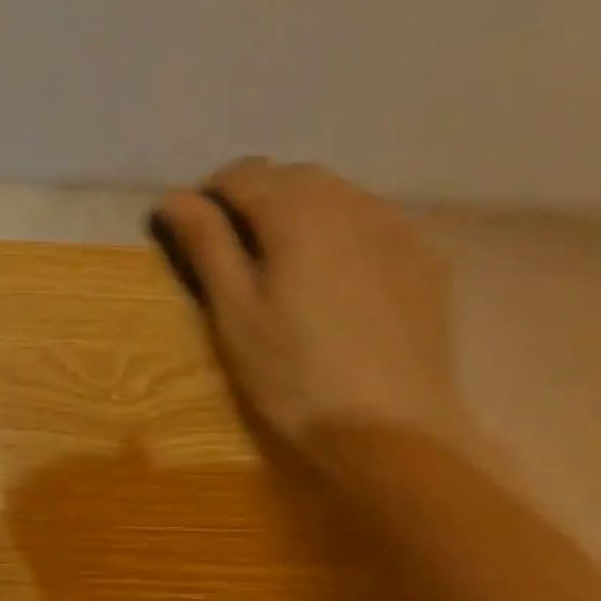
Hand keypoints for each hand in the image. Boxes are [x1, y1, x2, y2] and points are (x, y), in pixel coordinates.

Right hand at [152, 159, 465, 463]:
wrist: (388, 426)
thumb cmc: (292, 374)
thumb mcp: (235, 313)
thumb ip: (207, 246)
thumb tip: (175, 197)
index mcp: (298, 210)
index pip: (243, 174)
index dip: (210, 197)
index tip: (195, 234)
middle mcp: (353, 200)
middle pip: (293, 178)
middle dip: (258, 201)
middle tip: (236, 256)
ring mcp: (398, 226)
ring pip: (338, 198)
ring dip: (302, 215)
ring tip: (285, 268)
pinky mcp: (426, 258)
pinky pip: (374, 225)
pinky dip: (344, 236)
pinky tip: (337, 283)